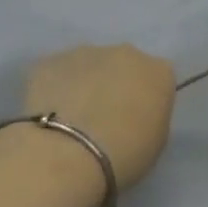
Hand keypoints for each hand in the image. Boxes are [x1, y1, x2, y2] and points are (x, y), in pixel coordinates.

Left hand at [24, 44, 176, 191]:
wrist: (69, 154)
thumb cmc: (126, 153)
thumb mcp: (157, 140)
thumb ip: (150, 116)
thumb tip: (134, 111)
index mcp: (158, 72)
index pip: (158, 79)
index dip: (147, 99)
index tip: (137, 119)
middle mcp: (125, 53)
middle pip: (124, 66)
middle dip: (116, 84)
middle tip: (105, 116)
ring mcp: (84, 52)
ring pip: (89, 66)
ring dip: (85, 84)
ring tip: (73, 117)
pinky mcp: (49, 61)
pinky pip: (57, 73)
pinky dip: (56, 88)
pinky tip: (50, 113)